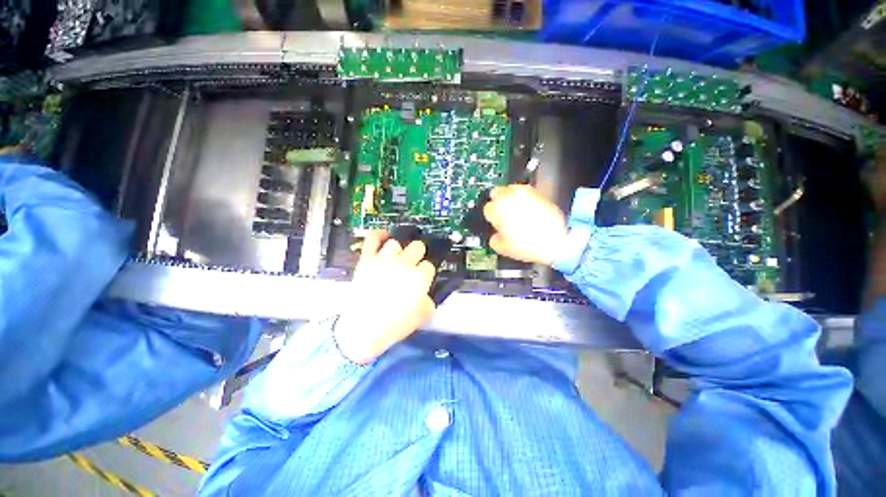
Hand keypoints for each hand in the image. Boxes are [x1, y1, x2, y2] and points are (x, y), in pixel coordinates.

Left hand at [334, 230, 436, 363]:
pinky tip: (384, 235)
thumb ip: (429, 301)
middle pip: (417, 247)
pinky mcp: (367, 260)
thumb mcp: (422, 317)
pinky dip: (378, 234)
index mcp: (419, 277)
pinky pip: (373, 239)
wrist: (363, 330)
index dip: (426, 271)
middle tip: (413, 264)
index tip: (422, 277)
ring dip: (398, 251)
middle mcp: (404, 264)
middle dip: (418, 255)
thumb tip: (427, 294)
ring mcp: (384, 260)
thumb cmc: (394, 325)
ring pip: (396, 243)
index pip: (429, 265)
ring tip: (396, 259)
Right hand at [483, 184, 567, 265]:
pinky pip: (525, 193)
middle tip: (504, 215)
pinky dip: (524, 199)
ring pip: (511, 190)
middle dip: (499, 203)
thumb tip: (496, 234)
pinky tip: (527, 211)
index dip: (491, 217)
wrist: (556, 242)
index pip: (487, 208)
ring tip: (516, 212)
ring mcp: (525, 193)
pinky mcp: (538, 193)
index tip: (495, 222)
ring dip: (510, 199)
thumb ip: (493, 238)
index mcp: (498, 208)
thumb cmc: (530, 245)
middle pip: (497, 193)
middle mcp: (510, 196)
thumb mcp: (502, 248)